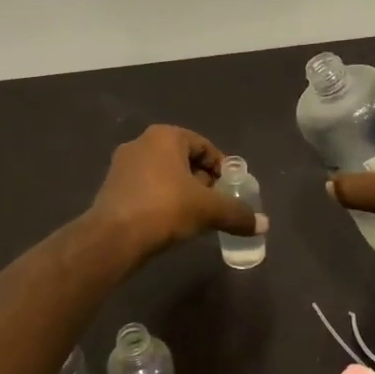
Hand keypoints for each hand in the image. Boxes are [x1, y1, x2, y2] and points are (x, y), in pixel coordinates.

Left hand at [89, 125, 264, 258]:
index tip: (230, 190)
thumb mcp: (208, 210)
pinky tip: (169, 222)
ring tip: (194, 216)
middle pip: (183, 159)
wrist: (113, 237)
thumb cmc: (165, 209)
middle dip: (201, 180)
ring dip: (181, 191)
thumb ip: (237, 214)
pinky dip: (161, 200)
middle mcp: (141, 143)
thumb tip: (264, 225)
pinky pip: (146, 188)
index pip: (204, 146)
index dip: (221, 168)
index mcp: (166, 136)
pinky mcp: (111, 187)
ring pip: (163, 174)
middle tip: (213, 203)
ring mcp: (122, 164)